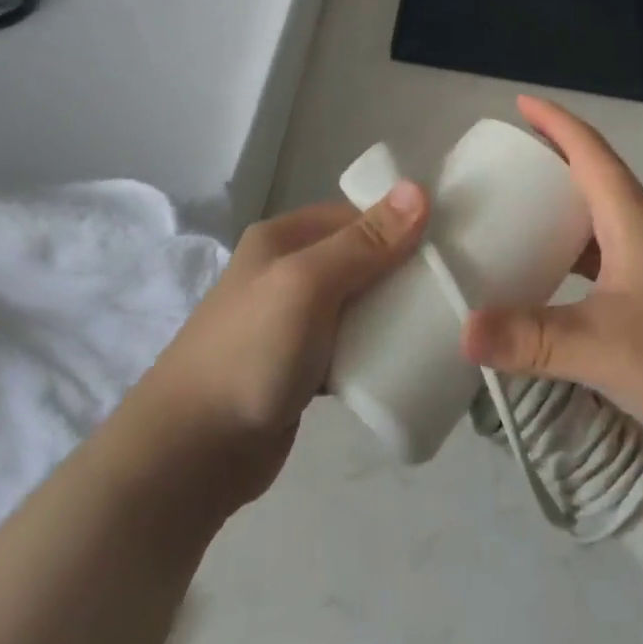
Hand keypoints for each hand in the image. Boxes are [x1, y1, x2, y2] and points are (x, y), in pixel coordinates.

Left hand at [136, 183, 427, 510]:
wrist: (190, 454)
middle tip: (452, 288)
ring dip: (392, 312)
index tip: (450, 243)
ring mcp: (292, 321)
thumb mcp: (309, 284)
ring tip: (442, 322)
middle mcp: (287, 271)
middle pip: (360, 258)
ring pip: (358, 303)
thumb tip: (419, 189)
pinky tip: (408, 358)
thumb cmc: (251, 352)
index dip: (401, 224)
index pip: (356, 215)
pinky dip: (376, 348)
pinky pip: (350, 344)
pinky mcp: (300, 367)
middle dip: (402, 271)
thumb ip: (365, 242)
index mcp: (284, 238)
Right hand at [462, 97, 642, 462]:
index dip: (555, 122)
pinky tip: (555, 286)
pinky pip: (606, 261)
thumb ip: (532, 338)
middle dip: (551, 164)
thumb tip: (463, 330)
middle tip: (504, 169)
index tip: (520, 104)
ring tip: (519, 222)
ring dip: (562, 215)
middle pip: (594, 180)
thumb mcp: (603, 346)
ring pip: (600, 224)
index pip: (590, 151)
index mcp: (632, 220)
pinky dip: (574, 259)